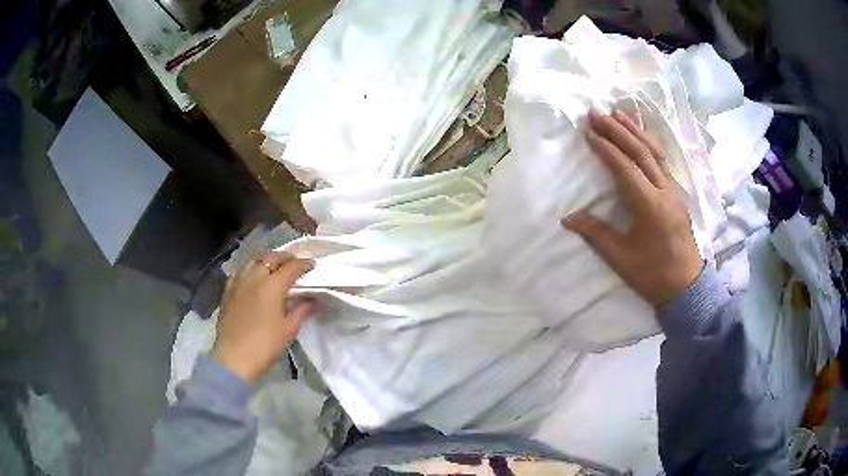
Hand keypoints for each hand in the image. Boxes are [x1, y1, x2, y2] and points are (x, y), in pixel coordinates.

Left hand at [211, 251, 318, 382]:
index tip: (312, 265)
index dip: (303, 264)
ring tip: (275, 267)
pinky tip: (253, 277)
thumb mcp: (288, 329)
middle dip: (285, 257)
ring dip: (267, 260)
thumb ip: (302, 310)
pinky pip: (240, 271)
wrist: (234, 357)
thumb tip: (315, 300)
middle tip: (295, 262)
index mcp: (272, 286)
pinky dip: (250, 269)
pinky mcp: (228, 290)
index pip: (291, 267)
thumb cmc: (265, 345)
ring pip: (254, 261)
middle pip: (271, 257)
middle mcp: (254, 277)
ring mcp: (239, 282)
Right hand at [562, 110, 701, 305]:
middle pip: (641, 152)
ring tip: (617, 112)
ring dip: (635, 130)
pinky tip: (641, 134)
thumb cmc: (652, 274)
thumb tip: (567, 217)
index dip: (606, 149)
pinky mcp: (677, 194)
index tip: (588, 133)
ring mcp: (673, 191)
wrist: (686, 286)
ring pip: (654, 152)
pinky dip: (649, 142)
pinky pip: (662, 161)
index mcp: (649, 206)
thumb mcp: (620, 258)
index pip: (625, 168)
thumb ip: (595, 234)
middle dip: (617, 130)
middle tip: (597, 113)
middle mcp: (663, 191)